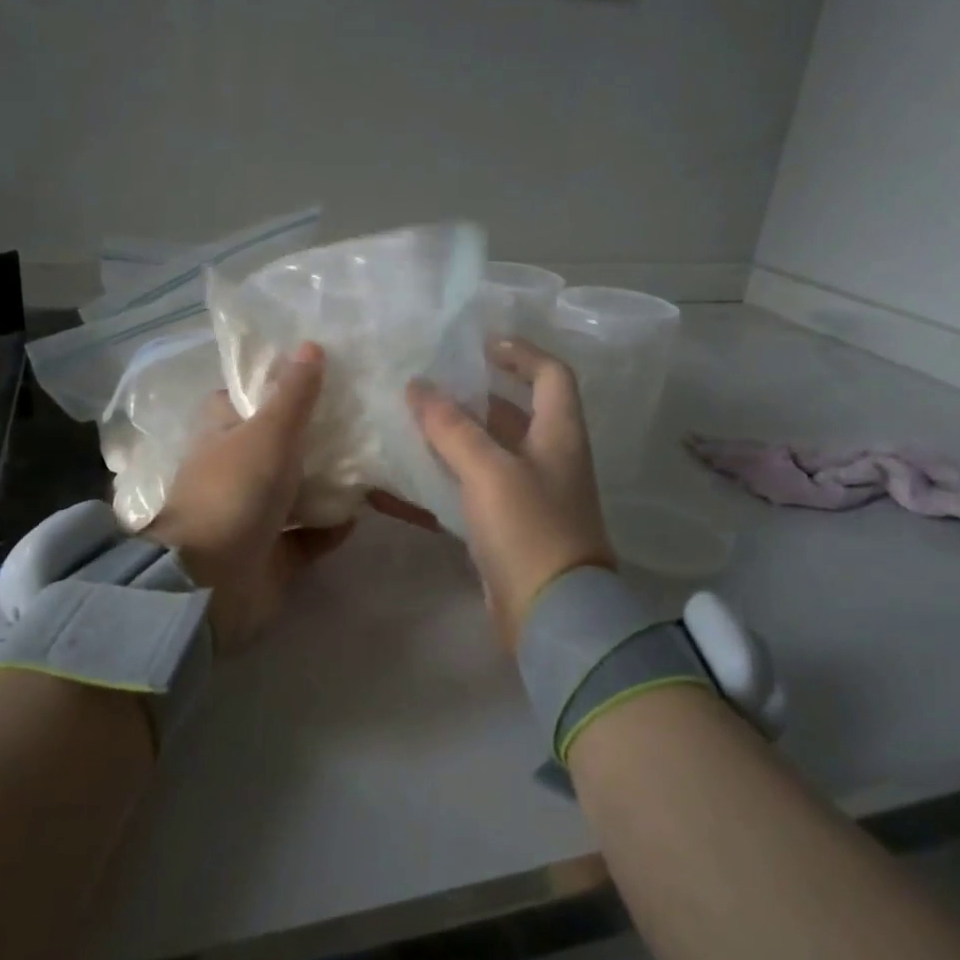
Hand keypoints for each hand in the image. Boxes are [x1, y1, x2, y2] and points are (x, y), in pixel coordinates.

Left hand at [147, 342, 353, 650]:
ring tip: (373, 463)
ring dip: (329, 483)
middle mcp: (237, 471)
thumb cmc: (235, 492)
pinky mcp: (274, 554)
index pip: (245, 400)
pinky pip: (310, 536)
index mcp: (223, 435)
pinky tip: (362, 514)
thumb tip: (311, 346)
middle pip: (280, 446)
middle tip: (362, 418)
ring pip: (298, 491)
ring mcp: (254, 515)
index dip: (276, 387)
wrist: (211, 581)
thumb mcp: (269, 432)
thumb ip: (294, 394)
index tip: (320, 376)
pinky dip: (332, 526)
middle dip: (316, 437)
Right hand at [375, 339, 614, 652]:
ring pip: (487, 454)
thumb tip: (417, 386)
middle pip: (513, 413)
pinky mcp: (506, 529)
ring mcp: (528, 497)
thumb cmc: (529, 529)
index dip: (520, 352)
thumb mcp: (489, 470)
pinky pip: (470, 493)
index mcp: (558, 434)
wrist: (551, 615)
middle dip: (472, 396)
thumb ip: (451, 426)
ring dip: (451, 439)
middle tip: (426, 385)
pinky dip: (441, 483)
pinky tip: (401, 483)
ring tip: (406, 424)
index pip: (551, 374)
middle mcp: (547, 459)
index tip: (478, 344)